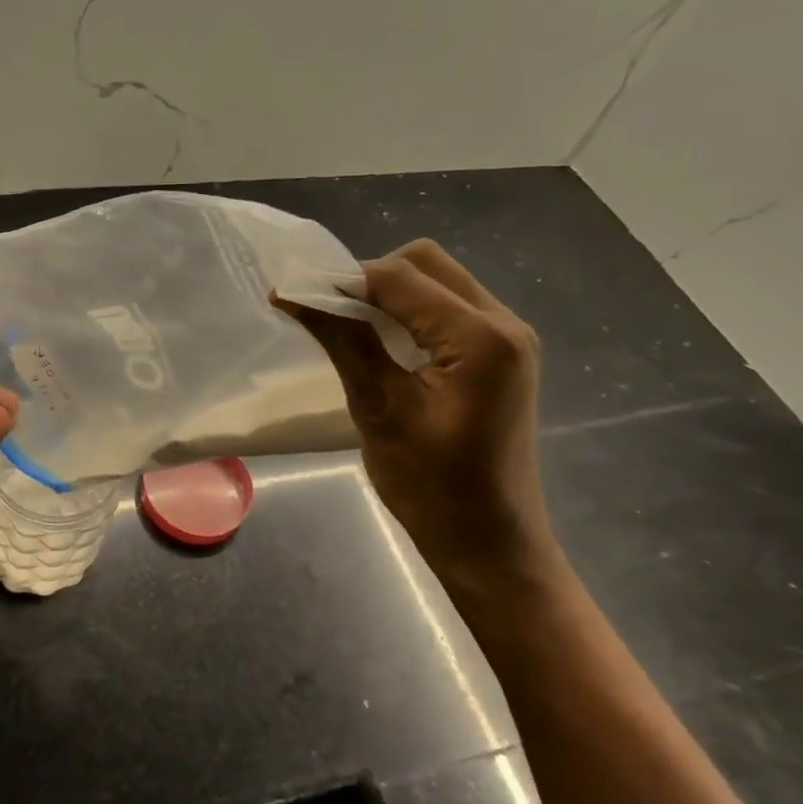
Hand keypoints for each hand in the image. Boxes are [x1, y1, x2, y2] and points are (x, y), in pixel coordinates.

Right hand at [279, 240, 561, 588]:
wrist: (489, 541)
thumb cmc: (431, 485)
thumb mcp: (379, 408)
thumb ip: (343, 340)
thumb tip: (294, 295)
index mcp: (480, 337)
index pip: (400, 277)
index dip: (341, 280)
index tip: (293, 296)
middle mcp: (504, 322)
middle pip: (426, 262)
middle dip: (369, 277)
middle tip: (326, 311)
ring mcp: (508, 337)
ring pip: (439, 280)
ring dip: (390, 292)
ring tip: (346, 323)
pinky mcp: (502, 353)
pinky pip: (450, 307)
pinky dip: (410, 311)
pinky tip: (382, 340)